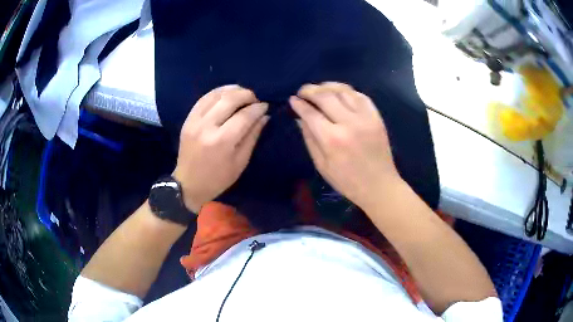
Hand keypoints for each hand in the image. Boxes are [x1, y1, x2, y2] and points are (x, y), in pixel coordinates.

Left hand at [173, 85, 268, 212]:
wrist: (188, 184)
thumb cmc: (218, 179)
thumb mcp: (240, 162)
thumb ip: (252, 136)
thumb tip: (264, 116)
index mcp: (222, 142)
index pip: (244, 116)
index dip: (257, 108)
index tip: (265, 106)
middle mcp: (207, 127)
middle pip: (230, 99)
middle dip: (247, 95)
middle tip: (255, 99)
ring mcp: (195, 121)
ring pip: (216, 95)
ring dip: (232, 90)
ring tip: (242, 94)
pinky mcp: (188, 119)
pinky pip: (203, 98)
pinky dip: (217, 93)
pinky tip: (226, 94)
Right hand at [290, 82, 400, 210]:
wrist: (379, 185)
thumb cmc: (347, 181)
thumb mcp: (322, 165)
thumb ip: (309, 139)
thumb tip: (300, 118)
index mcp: (332, 139)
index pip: (311, 113)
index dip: (299, 104)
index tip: (292, 99)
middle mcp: (349, 123)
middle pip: (326, 96)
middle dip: (310, 90)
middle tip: (303, 91)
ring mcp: (365, 118)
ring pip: (344, 91)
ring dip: (328, 86)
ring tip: (319, 89)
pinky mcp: (377, 117)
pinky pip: (360, 95)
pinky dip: (347, 91)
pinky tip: (340, 93)